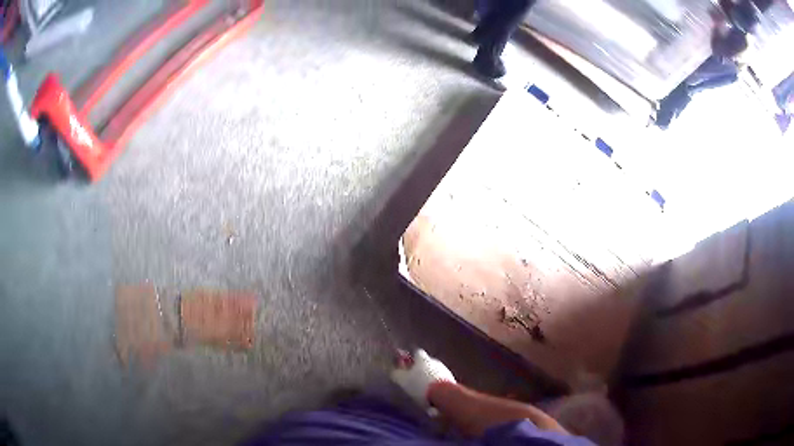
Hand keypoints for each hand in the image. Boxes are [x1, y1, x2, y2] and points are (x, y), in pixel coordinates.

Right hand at [391, 349, 455, 407]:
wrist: (444, 394)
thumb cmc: (420, 385)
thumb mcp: (403, 380)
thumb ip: (397, 374)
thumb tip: (394, 370)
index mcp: (423, 359)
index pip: (417, 352)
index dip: (412, 358)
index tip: (407, 364)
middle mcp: (435, 361)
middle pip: (427, 363)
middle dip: (421, 370)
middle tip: (414, 379)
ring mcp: (445, 371)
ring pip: (435, 372)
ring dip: (430, 378)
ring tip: (423, 389)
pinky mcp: (452, 380)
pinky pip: (441, 381)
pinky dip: (437, 385)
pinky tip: (432, 395)